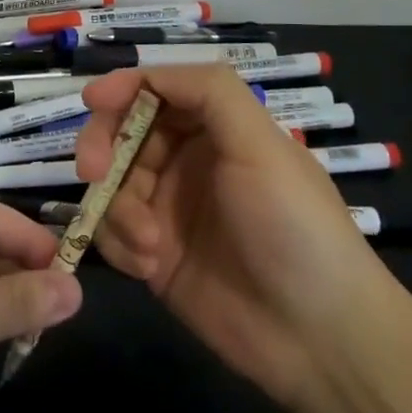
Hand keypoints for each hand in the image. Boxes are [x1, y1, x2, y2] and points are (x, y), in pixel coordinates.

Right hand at [76, 65, 385, 404]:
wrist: (319, 338)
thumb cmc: (293, 227)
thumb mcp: (262, 145)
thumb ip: (210, 92)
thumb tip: (144, 74)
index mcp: (216, 130)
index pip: (157, 91)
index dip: (123, 88)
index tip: (93, 101)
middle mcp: (187, 162)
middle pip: (122, 132)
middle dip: (103, 146)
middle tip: (94, 173)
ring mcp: (167, 209)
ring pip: (111, 183)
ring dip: (118, 208)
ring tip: (148, 243)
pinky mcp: (152, 254)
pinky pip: (111, 231)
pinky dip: (120, 243)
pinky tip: (150, 267)